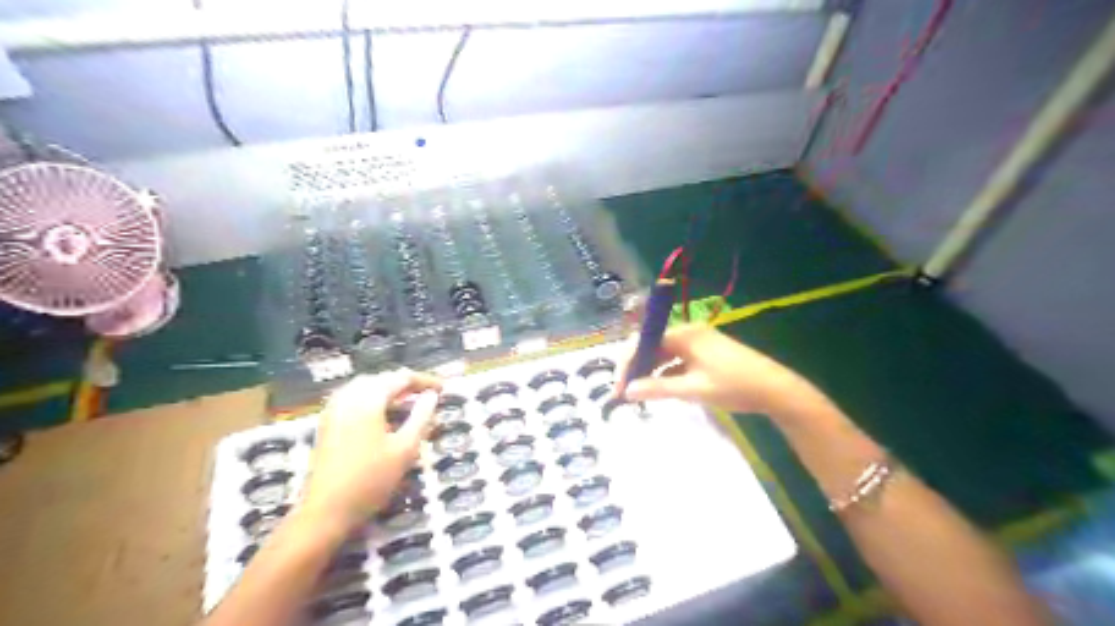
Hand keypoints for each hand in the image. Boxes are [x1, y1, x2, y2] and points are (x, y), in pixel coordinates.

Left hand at [303, 371, 447, 533]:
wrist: (325, 511)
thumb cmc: (371, 480)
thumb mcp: (405, 449)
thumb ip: (421, 417)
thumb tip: (432, 396)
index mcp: (368, 400)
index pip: (400, 378)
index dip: (424, 380)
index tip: (443, 388)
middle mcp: (348, 398)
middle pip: (381, 379)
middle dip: (405, 383)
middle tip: (428, 394)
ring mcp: (334, 410)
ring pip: (365, 387)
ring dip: (388, 390)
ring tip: (408, 402)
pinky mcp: (328, 423)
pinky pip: (353, 398)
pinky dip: (372, 399)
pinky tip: (383, 415)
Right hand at [613, 325, 831, 421]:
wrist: (776, 390)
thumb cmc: (734, 386)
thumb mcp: (693, 389)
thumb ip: (658, 388)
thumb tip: (627, 391)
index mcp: (685, 334)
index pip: (645, 342)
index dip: (628, 364)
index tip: (618, 387)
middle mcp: (689, 333)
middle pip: (653, 347)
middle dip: (637, 368)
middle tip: (625, 393)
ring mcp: (699, 342)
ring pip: (665, 354)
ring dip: (651, 372)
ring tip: (639, 393)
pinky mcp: (707, 354)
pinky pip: (678, 360)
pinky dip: (667, 373)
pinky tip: (661, 389)